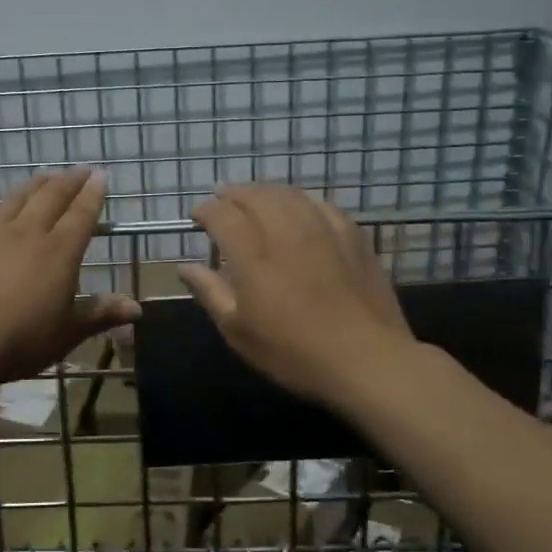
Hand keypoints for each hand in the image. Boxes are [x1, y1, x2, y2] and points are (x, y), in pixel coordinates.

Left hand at [0, 168, 139, 386]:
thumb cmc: (18, 340)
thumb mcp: (66, 333)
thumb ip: (100, 314)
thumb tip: (137, 308)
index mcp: (60, 252)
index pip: (82, 215)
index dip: (93, 195)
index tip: (101, 177)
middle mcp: (28, 232)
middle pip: (52, 197)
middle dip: (69, 182)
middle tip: (79, 170)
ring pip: (17, 198)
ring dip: (34, 184)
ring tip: (44, 174)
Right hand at [177, 183, 413, 409]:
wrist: (366, 360)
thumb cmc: (294, 352)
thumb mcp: (239, 331)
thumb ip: (211, 292)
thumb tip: (185, 267)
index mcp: (254, 256)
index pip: (223, 216)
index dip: (206, 210)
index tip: (197, 216)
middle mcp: (286, 232)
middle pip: (256, 196)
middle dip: (233, 193)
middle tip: (222, 198)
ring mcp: (323, 231)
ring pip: (289, 194)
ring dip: (266, 191)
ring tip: (255, 197)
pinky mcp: (353, 237)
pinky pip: (322, 205)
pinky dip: (302, 200)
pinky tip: (300, 207)